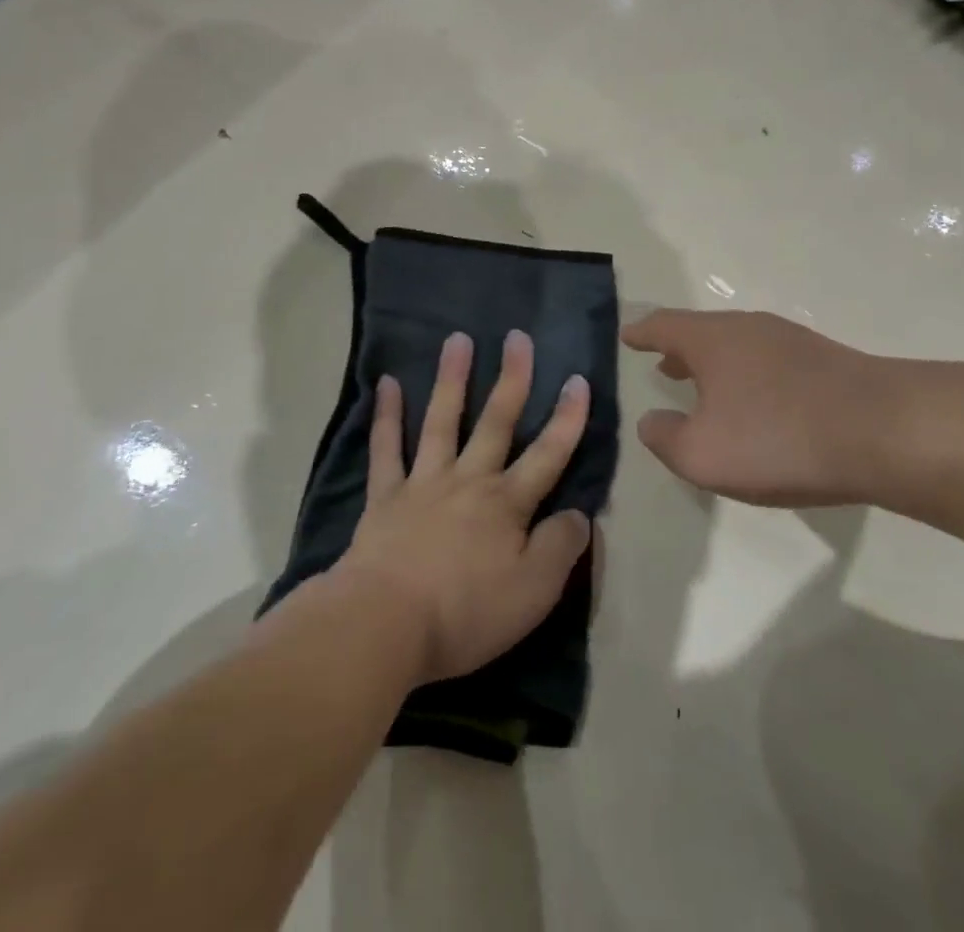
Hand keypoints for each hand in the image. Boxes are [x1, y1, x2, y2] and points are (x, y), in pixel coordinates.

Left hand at [336, 330, 593, 685]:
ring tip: (458, 339)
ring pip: (442, 421)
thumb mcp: (534, 592)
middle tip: (518, 338)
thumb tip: (579, 514)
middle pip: (496, 422)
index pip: (548, 454)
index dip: (567, 418)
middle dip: (512, 379)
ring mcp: (424, 483)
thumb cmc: (466, 613)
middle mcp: (469, 480)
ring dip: (452, 378)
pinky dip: (386, 415)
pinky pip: (386, 448)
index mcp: (507, 504)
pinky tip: (387, 383)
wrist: (384, 625)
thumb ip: (561, 547)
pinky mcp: (385, 496)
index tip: (578, 380)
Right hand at [622, 309, 908, 507]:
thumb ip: (666, 438)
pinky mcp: (823, 360)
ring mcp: (789, 340)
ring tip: (705, 386)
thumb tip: (652, 421)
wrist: (883, 431)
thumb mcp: (703, 454)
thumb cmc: (777, 438)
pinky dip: (747, 375)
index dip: (641, 333)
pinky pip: (768, 361)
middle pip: (702, 331)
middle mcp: (747, 328)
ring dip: (715, 363)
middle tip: (662, 364)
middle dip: (679, 349)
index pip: (663, 326)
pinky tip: (757, 403)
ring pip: (738, 345)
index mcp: (712, 339)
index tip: (627, 335)